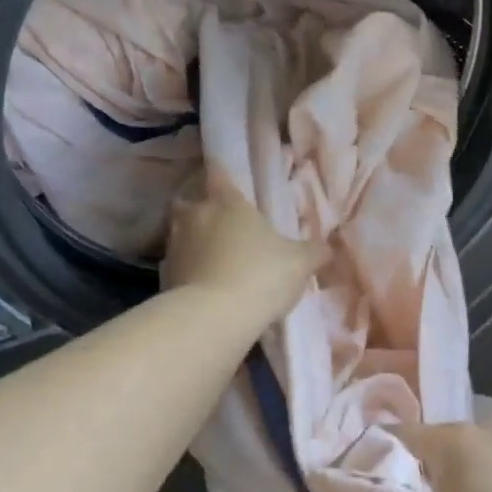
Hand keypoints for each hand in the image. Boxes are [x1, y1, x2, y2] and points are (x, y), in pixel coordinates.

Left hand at [162, 169, 325, 323]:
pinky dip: (187, 268)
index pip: (219, 174)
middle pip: (189, 200)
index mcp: (228, 202)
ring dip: (192, 238)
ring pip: (180, 231)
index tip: (226, 178)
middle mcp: (196, 215)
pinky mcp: (165, 275)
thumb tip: (327, 247)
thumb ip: (313, 251)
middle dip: (199, 206)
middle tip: (217, 219)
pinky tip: (202, 281)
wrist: (215, 317)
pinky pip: (177, 263)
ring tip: (211, 254)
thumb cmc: (261, 275)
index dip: (222, 174)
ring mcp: (175, 244)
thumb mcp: (300, 263)